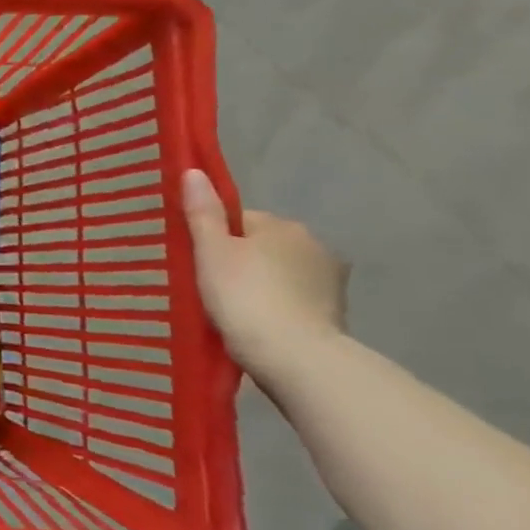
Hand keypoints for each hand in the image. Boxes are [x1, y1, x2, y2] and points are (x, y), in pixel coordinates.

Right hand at [181, 169, 348, 385]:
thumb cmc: (244, 296)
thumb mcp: (211, 251)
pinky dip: (278, 307)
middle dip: (241, 261)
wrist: (295, 358)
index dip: (215, 238)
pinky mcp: (336, 313)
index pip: (240, 220)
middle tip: (211, 287)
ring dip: (262, 285)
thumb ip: (203, 213)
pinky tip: (259, 325)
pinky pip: (295, 299)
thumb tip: (194, 171)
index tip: (199, 263)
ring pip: (280, 273)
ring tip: (234, 310)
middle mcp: (315, 245)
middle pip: (262, 245)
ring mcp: (330, 281)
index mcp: (283, 225)